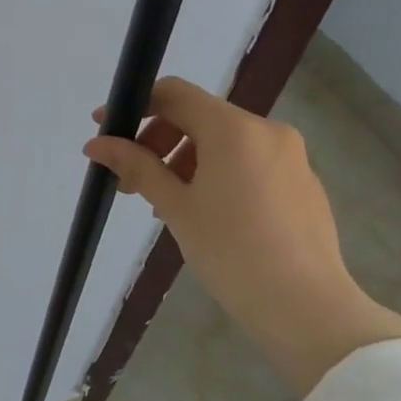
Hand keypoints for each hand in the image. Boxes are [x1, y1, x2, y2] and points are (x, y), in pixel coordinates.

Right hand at [84, 77, 400, 394]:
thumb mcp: (175, 207)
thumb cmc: (230, 252)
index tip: (106, 130)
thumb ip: (136, 166)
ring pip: (223, 141)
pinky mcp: (301, 181)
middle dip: (157, 141)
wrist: (304, 305)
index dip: (135, 106)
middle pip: (198, 117)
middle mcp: (267, 130)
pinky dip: (215, 173)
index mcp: (234, 130)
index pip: (175, 94)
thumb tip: (96, 144)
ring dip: (183, 160)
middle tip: (131, 182)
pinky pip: (247, 161)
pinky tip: (203, 213)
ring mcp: (290, 155)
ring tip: (164, 203)